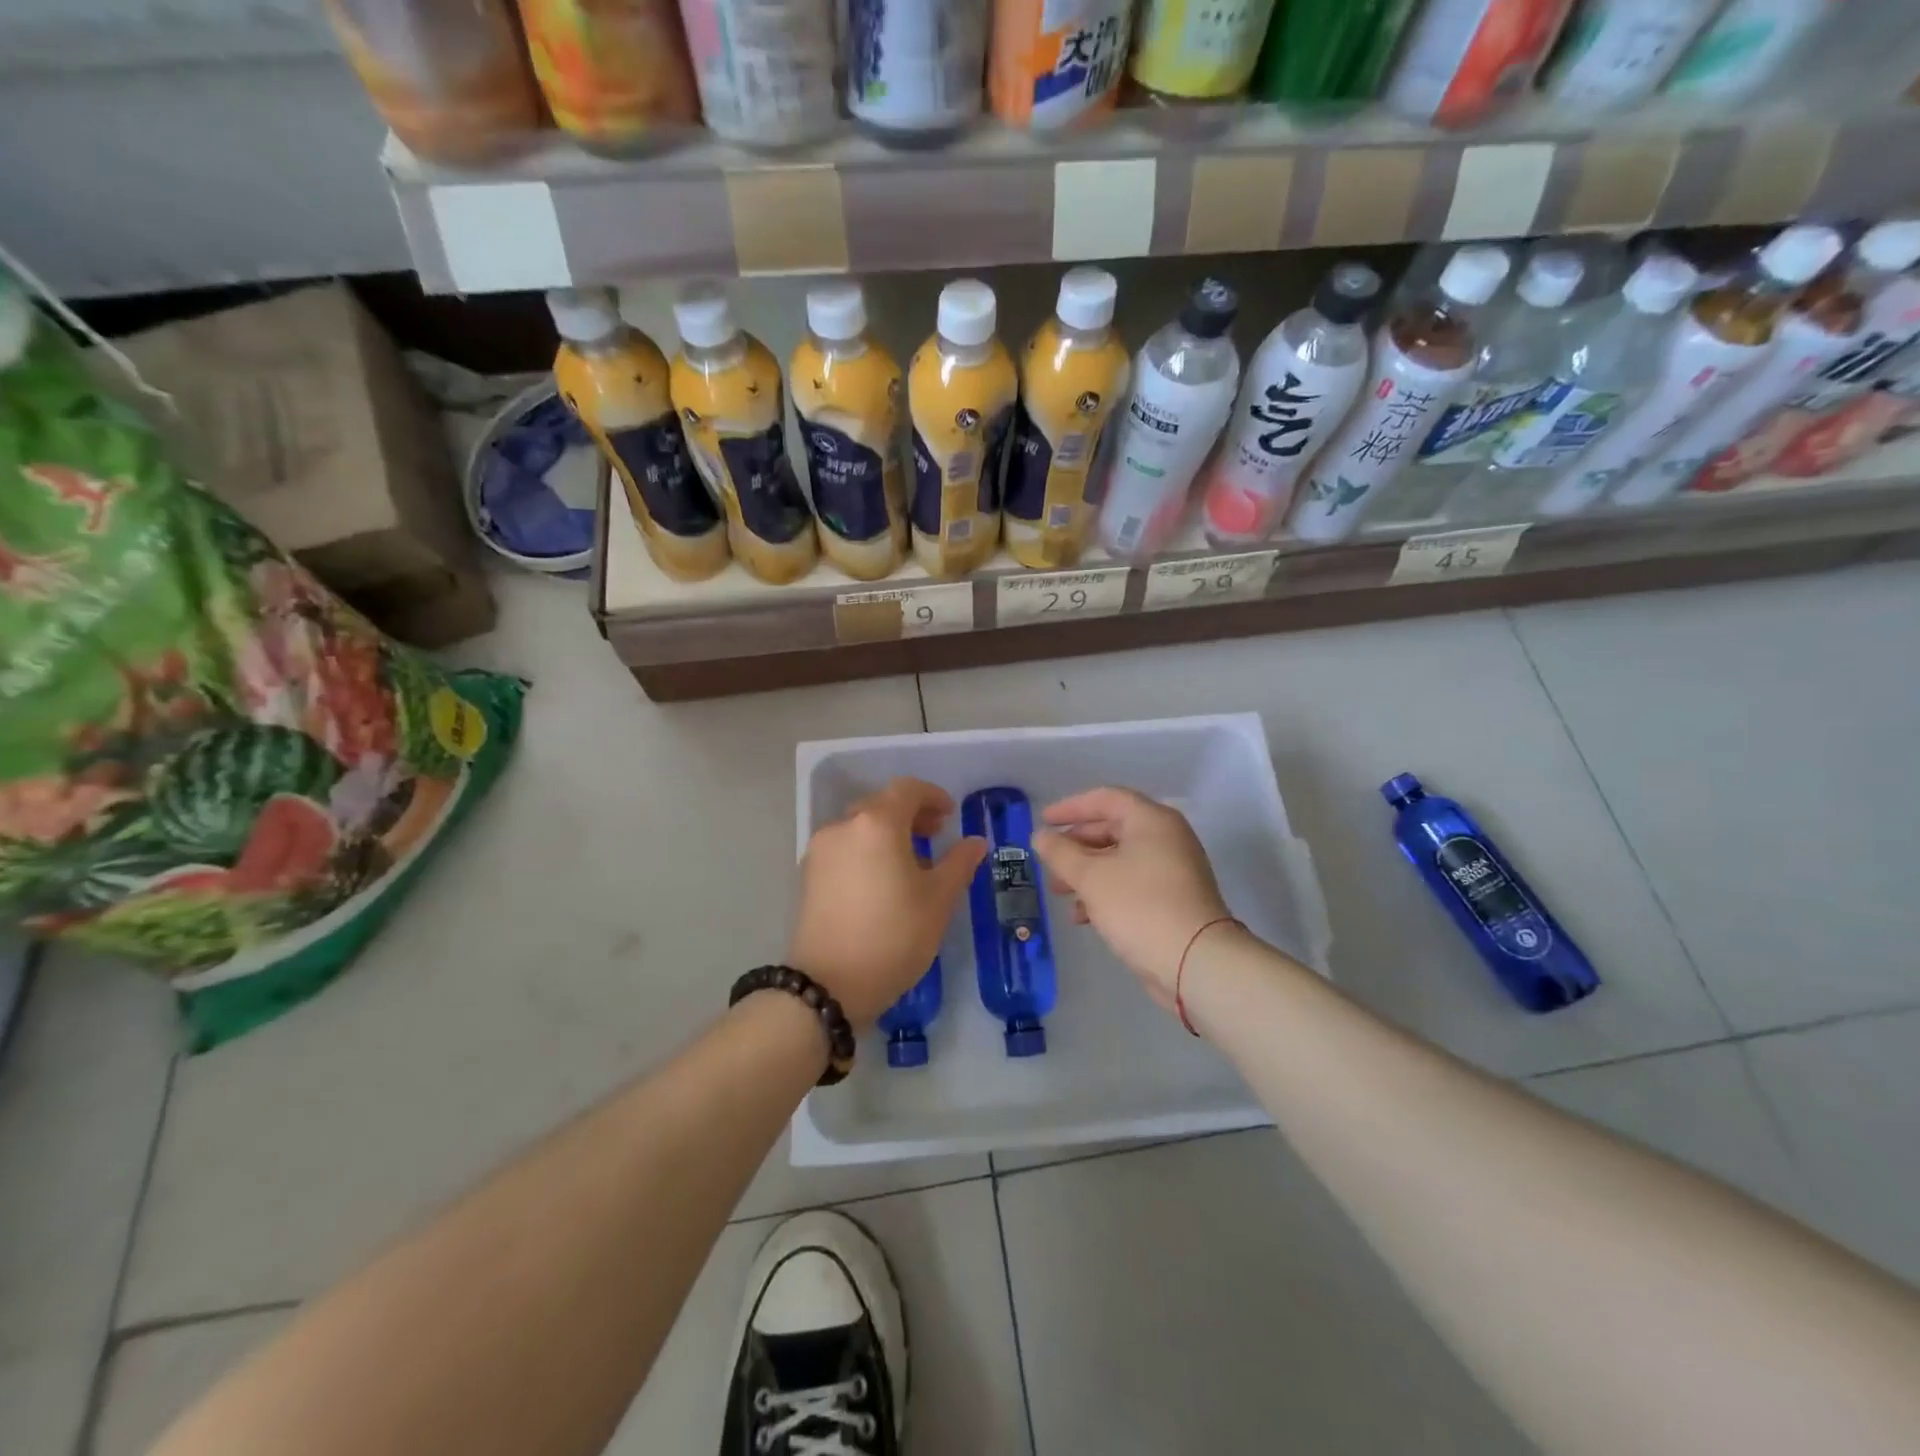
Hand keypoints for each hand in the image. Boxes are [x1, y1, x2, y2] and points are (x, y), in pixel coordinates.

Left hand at [788, 777, 986, 1026]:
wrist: (827, 986)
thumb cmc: (893, 937)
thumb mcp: (938, 901)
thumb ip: (959, 863)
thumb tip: (975, 842)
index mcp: (877, 824)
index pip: (907, 790)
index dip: (932, 796)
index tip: (950, 815)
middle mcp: (843, 826)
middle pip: (881, 804)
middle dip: (911, 814)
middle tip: (935, 835)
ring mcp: (820, 850)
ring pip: (860, 826)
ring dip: (888, 832)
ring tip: (911, 862)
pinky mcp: (808, 875)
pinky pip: (844, 847)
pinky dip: (867, 849)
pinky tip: (882, 880)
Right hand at [1032, 787, 1233, 1013]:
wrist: (1196, 962)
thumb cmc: (1140, 907)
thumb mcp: (1091, 877)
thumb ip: (1060, 853)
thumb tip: (1040, 836)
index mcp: (1151, 820)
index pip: (1105, 799)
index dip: (1070, 807)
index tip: (1043, 821)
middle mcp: (1166, 837)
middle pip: (1112, 828)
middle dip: (1076, 845)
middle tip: (1048, 861)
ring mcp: (1173, 869)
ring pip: (1120, 859)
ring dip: (1086, 872)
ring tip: (1059, 892)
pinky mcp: (1173, 899)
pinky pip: (1132, 883)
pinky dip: (1106, 891)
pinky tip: (1083, 916)